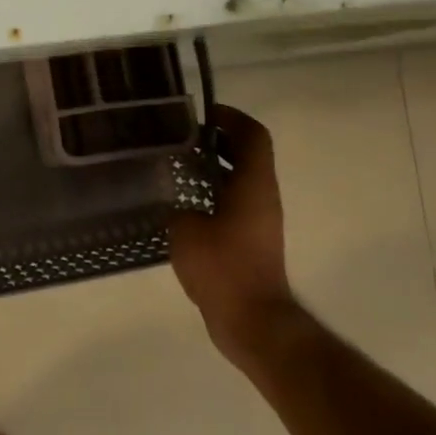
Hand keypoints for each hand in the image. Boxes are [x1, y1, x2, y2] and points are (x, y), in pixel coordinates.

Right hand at [170, 106, 296, 361]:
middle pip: (246, 154)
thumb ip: (177, 207)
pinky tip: (180, 203)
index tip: (200, 113)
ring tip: (173, 166)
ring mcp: (258, 220)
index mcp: (253, 185)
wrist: (252, 320)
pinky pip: (232, 204)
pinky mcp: (250, 241)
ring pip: (238, 180)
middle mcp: (262, 196)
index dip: (230, 118)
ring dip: (212, 168)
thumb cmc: (223, 268)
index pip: (252, 135)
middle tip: (178, 137)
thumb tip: (173, 201)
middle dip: (216, 140)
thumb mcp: (186, 230)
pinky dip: (211, 194)